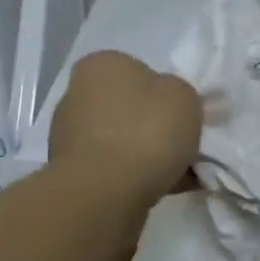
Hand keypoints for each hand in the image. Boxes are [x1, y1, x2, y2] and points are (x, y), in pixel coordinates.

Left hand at [49, 51, 202, 205]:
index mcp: (102, 65)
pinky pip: (117, 168)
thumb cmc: (146, 132)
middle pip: (132, 108)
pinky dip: (141, 176)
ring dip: (152, 154)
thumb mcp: (185, 97)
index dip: (167, 92)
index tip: (185, 114)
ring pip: (126, 140)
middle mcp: (78, 95)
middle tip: (188, 145)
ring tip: (185, 173)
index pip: (140, 71)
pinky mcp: (74, 173)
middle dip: (158, 126)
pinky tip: (169, 188)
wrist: (104, 195)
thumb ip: (182, 94)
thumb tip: (170, 105)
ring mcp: (71, 136)